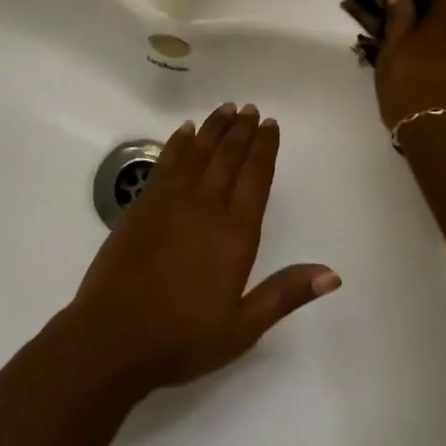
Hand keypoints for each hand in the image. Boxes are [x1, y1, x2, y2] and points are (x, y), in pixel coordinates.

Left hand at [67, 103, 338, 396]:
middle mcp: (205, 205)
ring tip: (226, 108)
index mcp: (234, 233)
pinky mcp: (143, 203)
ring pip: (198, 151)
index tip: (271, 125)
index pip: (256, 177)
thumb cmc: (183, 337)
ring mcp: (170, 200)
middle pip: (228, 156)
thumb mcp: (242, 327)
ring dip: (214, 128)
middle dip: (242, 130)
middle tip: (250, 108)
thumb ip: (285, 294)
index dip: (265, 148)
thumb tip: (332, 274)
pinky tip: (185, 130)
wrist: (113, 335)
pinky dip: (178, 142)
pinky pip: (166, 161)